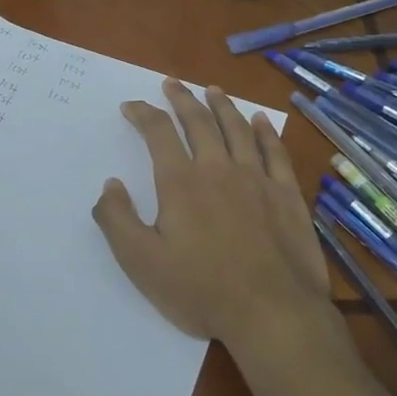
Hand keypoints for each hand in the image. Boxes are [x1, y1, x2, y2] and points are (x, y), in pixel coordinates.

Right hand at [92, 79, 331, 353]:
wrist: (272, 312)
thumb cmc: (201, 290)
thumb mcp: (141, 262)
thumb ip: (117, 220)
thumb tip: (110, 184)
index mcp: (181, 183)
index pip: (158, 133)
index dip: (143, 114)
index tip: (132, 106)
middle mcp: (218, 169)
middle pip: (199, 122)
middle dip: (182, 99)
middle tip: (172, 83)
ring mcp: (257, 178)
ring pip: (237, 129)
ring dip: (222, 105)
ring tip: (212, 89)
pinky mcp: (287, 194)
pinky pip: (274, 151)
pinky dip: (265, 132)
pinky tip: (260, 121)